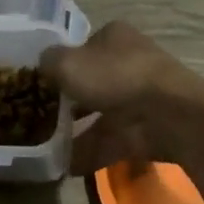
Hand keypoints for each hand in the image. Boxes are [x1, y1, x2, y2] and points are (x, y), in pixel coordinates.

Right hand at [40, 21, 203, 174]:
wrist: (168, 115)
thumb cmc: (115, 77)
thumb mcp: (68, 63)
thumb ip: (48, 63)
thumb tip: (42, 65)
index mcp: (114, 37)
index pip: (82, 47)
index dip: (60, 64)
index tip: (38, 83)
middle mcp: (128, 63)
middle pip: (90, 82)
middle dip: (67, 101)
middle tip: (35, 116)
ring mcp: (138, 99)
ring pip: (99, 114)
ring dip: (74, 131)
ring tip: (43, 147)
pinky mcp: (143, 130)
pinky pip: (108, 142)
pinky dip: (87, 153)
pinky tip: (62, 166)